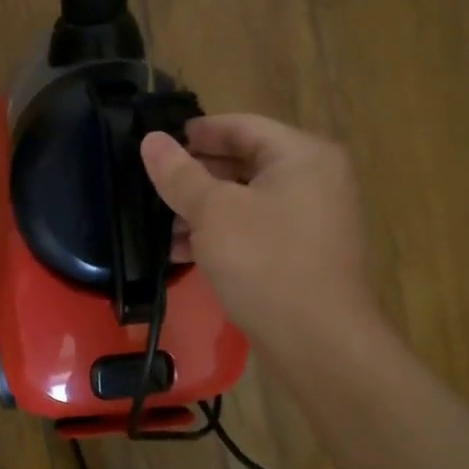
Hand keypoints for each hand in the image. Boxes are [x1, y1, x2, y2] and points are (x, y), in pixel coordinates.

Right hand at [140, 114, 376, 362]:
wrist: (317, 341)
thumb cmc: (265, 262)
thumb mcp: (213, 212)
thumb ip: (179, 174)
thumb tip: (151, 140)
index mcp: (303, 155)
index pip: (241, 126)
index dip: (197, 132)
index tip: (159, 142)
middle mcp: (315, 179)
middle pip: (245, 162)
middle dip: (196, 175)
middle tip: (153, 183)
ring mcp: (313, 219)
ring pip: (247, 200)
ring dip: (203, 209)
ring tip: (160, 223)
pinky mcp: (304, 254)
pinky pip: (256, 229)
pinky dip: (222, 233)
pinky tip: (182, 251)